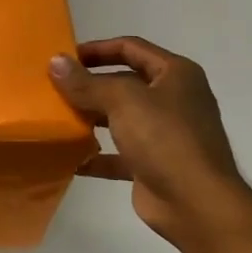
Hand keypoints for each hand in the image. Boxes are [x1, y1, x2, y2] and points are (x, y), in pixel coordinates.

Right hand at [49, 37, 251, 249]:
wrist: (197, 205)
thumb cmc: (165, 138)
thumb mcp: (122, 100)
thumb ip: (86, 82)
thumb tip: (55, 61)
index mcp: (175, 74)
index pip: (131, 48)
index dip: (97, 49)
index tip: (65, 58)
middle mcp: (173, 99)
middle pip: (124, 83)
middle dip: (90, 85)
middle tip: (54, 88)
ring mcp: (165, 134)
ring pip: (120, 118)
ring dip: (91, 118)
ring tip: (57, 118)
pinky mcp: (154, 165)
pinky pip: (118, 154)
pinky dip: (96, 155)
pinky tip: (69, 157)